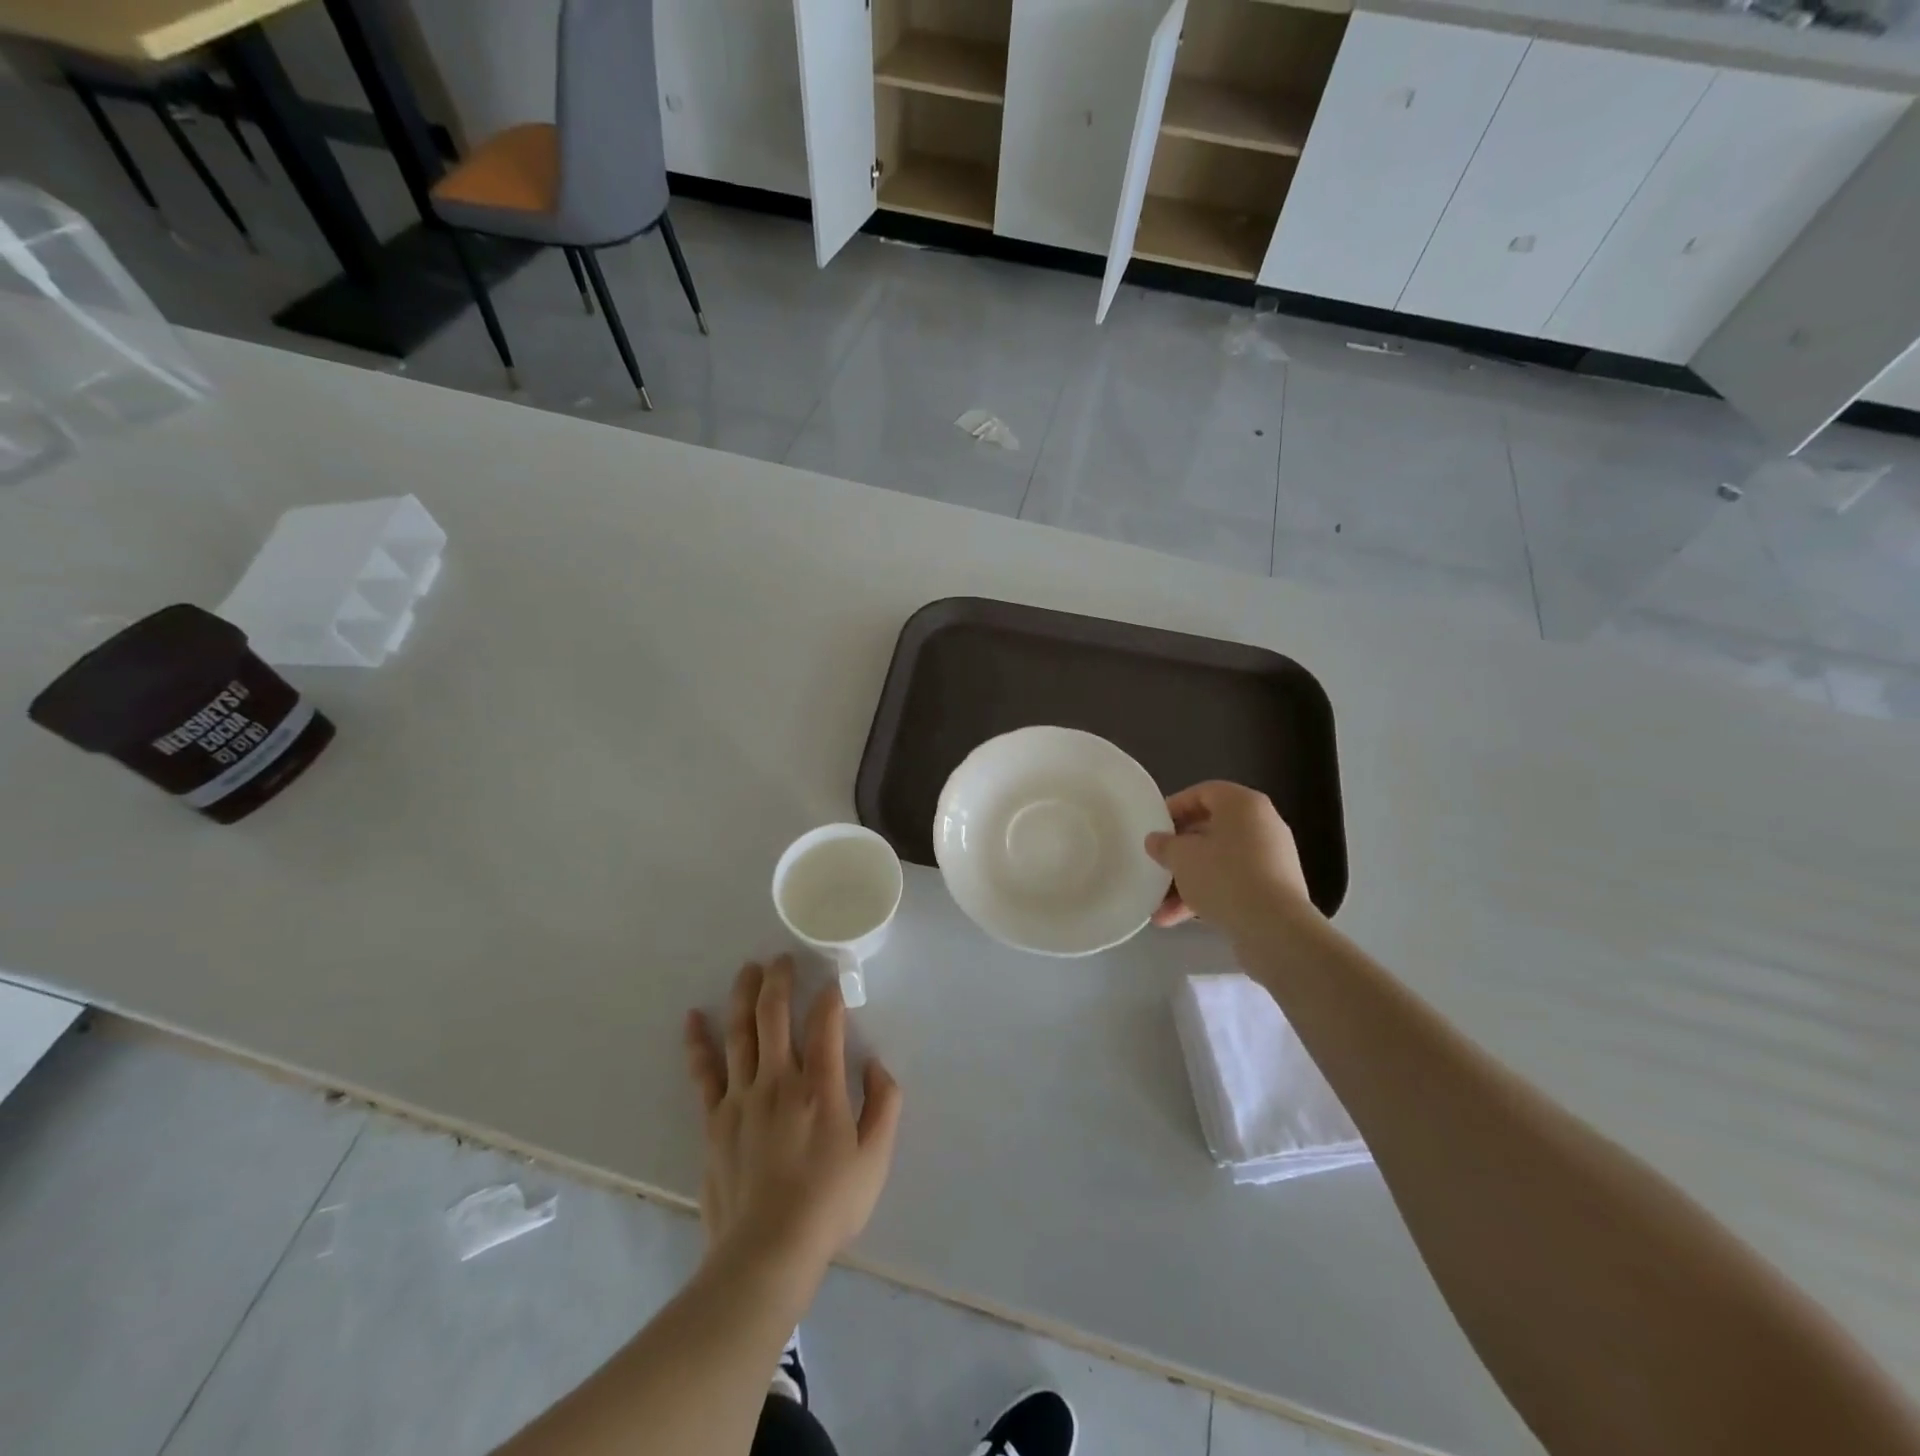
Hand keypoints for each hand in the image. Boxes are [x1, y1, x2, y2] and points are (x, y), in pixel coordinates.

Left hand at [684, 956, 902, 1277]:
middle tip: (783, 958)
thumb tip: (876, 1064)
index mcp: (821, 1086)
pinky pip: (704, 1071)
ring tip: (748, 969)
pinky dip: (697, 1042)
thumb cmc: (828, 1205)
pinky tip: (693, 1018)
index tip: (833, 981)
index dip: (830, 995)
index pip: (825, 1021)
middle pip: (774, 1014)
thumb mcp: (875, 1157)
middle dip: (780, 979)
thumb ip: (884, 1104)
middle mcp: (779, 1079)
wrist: (766, 1253)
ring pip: (740, 1031)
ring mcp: (741, 1096)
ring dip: (744, 995)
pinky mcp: (714, 1118)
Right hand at [1145, 781, 1313, 933]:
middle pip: (1211, 829)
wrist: (1275, 929)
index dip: (1175, 807)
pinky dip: (1208, 895)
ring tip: (1159, 906)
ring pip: (1219, 861)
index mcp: (1243, 804)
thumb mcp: (1181, 857)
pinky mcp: (1275, 890)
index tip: (1154, 827)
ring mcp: (1272, 859)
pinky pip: (1233, 884)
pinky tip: (1178, 919)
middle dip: (1179, 851)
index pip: (1203, 792)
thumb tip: (1156, 840)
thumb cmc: (1224, 877)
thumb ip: (1164, 844)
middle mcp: (1263, 824)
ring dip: (1188, 881)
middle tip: (1157, 864)